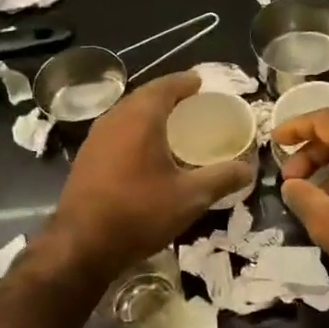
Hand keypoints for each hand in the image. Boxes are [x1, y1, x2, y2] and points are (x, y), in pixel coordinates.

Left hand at [48, 71, 254, 275]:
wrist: (81, 245)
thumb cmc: (139, 212)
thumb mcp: (190, 198)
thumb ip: (221, 179)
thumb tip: (248, 169)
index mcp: (140, 118)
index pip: (164, 87)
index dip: (183, 82)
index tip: (199, 82)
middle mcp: (115, 119)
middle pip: (143, 96)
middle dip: (166, 94)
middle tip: (189, 100)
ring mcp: (95, 138)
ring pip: (126, 113)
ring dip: (148, 112)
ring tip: (170, 122)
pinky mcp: (86, 158)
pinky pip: (115, 131)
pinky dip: (134, 129)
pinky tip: (144, 149)